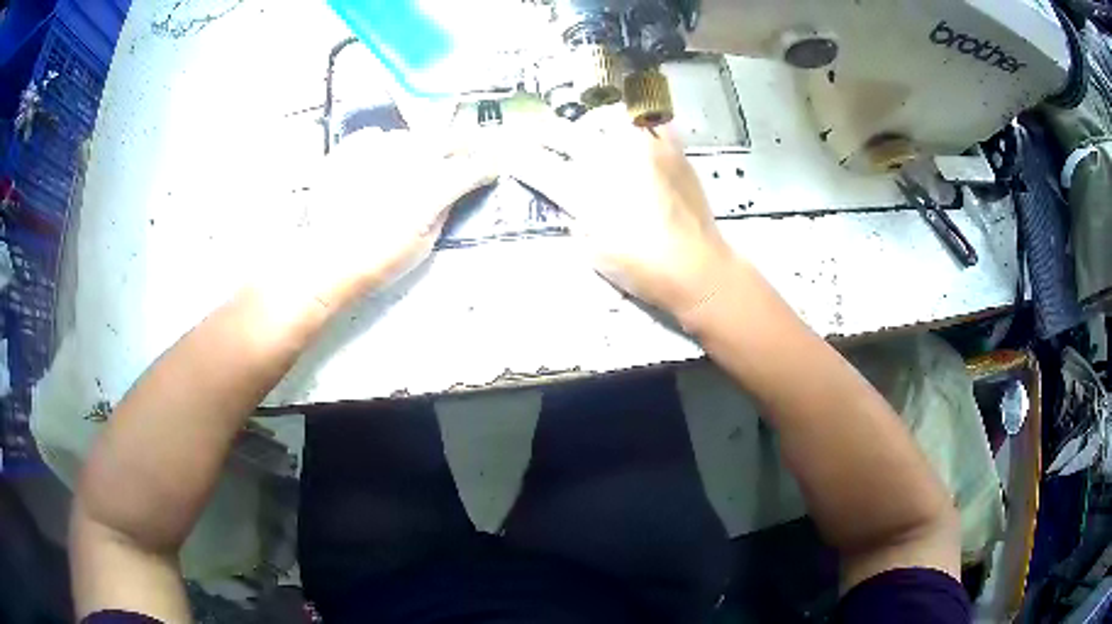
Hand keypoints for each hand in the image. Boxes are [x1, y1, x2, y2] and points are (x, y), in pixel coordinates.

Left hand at [297, 129, 495, 306]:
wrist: (328, 260)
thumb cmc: (379, 261)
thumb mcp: (424, 242)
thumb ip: (442, 209)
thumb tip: (452, 191)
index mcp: (436, 185)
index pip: (475, 165)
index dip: (488, 165)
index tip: (491, 168)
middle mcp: (412, 158)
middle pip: (449, 139)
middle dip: (463, 146)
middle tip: (463, 155)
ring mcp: (380, 148)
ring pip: (413, 136)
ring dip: (420, 148)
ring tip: (411, 165)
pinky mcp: (353, 147)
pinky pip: (376, 137)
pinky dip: (383, 146)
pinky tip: (379, 162)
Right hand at [506, 116, 736, 317]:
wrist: (697, 268)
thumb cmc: (641, 268)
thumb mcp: (591, 248)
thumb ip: (575, 214)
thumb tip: (572, 193)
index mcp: (585, 190)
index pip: (538, 164)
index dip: (514, 156)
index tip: (502, 149)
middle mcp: (611, 159)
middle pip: (563, 133)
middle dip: (540, 132)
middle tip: (533, 133)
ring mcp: (643, 148)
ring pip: (605, 117)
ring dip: (588, 124)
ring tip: (588, 133)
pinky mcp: (671, 148)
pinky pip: (648, 121)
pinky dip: (635, 123)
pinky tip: (631, 133)